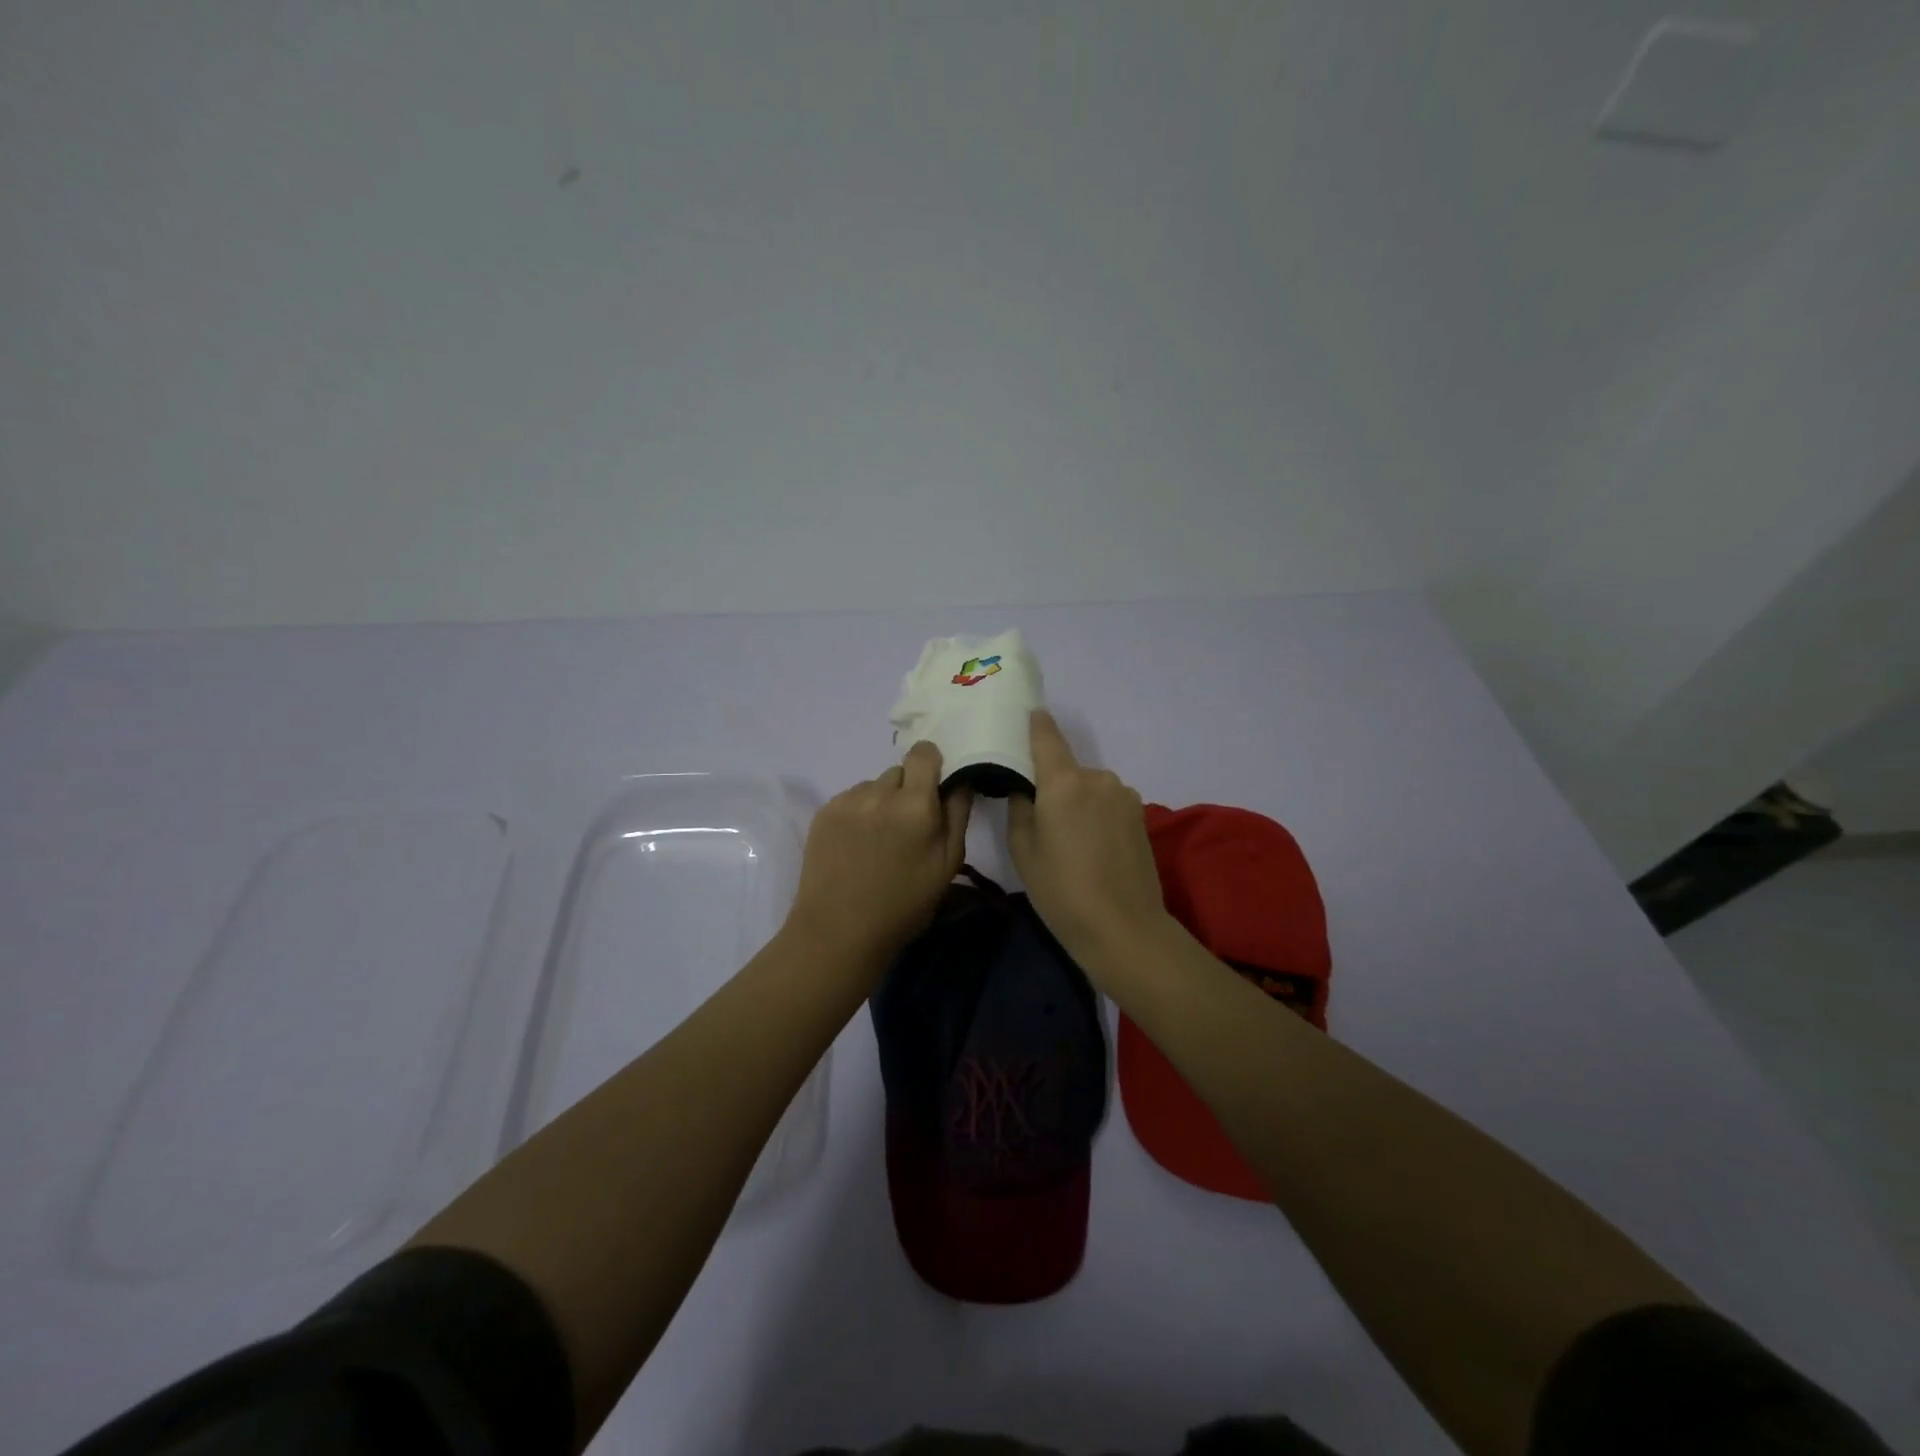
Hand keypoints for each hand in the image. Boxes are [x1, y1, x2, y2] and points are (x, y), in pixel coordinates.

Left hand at [785, 740, 972, 964]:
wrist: (838, 931)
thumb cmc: (903, 905)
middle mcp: (880, 793)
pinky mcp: (824, 812)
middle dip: (908, 790)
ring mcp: (848, 801)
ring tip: (878, 841)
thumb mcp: (948, 865)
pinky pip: (851, 799)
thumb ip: (957, 814)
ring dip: (882, 802)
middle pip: (900, 771)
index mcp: (916, 805)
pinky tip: (856, 846)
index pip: (924, 752)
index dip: (931, 764)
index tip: (933, 787)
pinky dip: (858, 813)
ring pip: (874, 786)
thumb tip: (960, 779)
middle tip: (907, 827)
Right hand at [1006, 710, 1167, 959]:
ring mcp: (1124, 795)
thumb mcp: (1023, 850)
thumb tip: (1024, 788)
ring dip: (1077, 801)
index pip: (1046, 735)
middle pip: (1066, 768)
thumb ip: (1019, 807)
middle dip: (1052, 784)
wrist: (1123, 928)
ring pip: (1089, 787)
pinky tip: (1094, 848)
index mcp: (1063, 781)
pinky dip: (1096, 814)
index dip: (1035, 723)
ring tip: (1071, 841)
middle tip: (1041, 819)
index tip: (1026, 716)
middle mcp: (1097, 777)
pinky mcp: (1141, 814)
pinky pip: (1108, 802)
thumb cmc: (1061, 890)